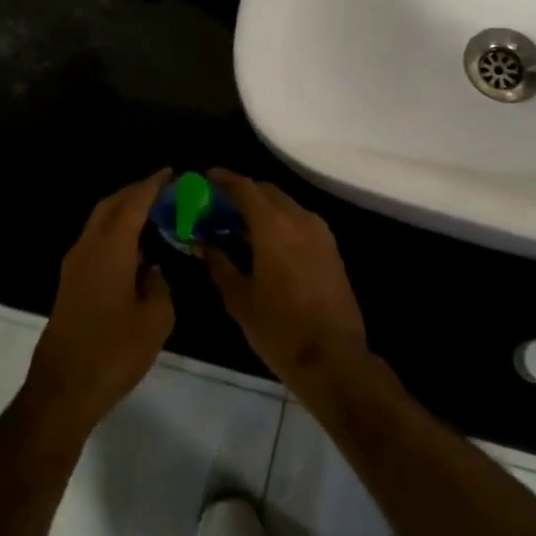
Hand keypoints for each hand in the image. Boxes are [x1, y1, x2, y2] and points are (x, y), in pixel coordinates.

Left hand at [25, 170, 176, 434]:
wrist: (63, 389)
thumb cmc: (113, 351)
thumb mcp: (156, 319)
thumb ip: (160, 286)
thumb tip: (154, 272)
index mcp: (110, 250)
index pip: (133, 204)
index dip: (152, 186)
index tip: (171, 173)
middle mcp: (88, 249)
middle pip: (110, 207)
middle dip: (135, 193)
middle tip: (163, 190)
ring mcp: (74, 267)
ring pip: (99, 224)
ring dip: (123, 213)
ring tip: (153, 215)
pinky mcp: (70, 284)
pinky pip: (96, 243)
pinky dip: (115, 234)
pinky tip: (136, 249)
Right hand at [203, 170, 368, 391]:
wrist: (333, 358)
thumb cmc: (279, 329)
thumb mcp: (239, 298)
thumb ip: (219, 263)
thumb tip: (202, 243)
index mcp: (274, 226)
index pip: (246, 188)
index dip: (224, 179)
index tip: (206, 178)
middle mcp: (300, 219)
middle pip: (268, 191)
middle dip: (243, 192)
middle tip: (219, 205)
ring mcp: (320, 232)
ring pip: (286, 205)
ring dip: (263, 207)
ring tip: (239, 224)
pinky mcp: (331, 248)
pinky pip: (300, 221)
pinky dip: (280, 221)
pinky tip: (265, 241)